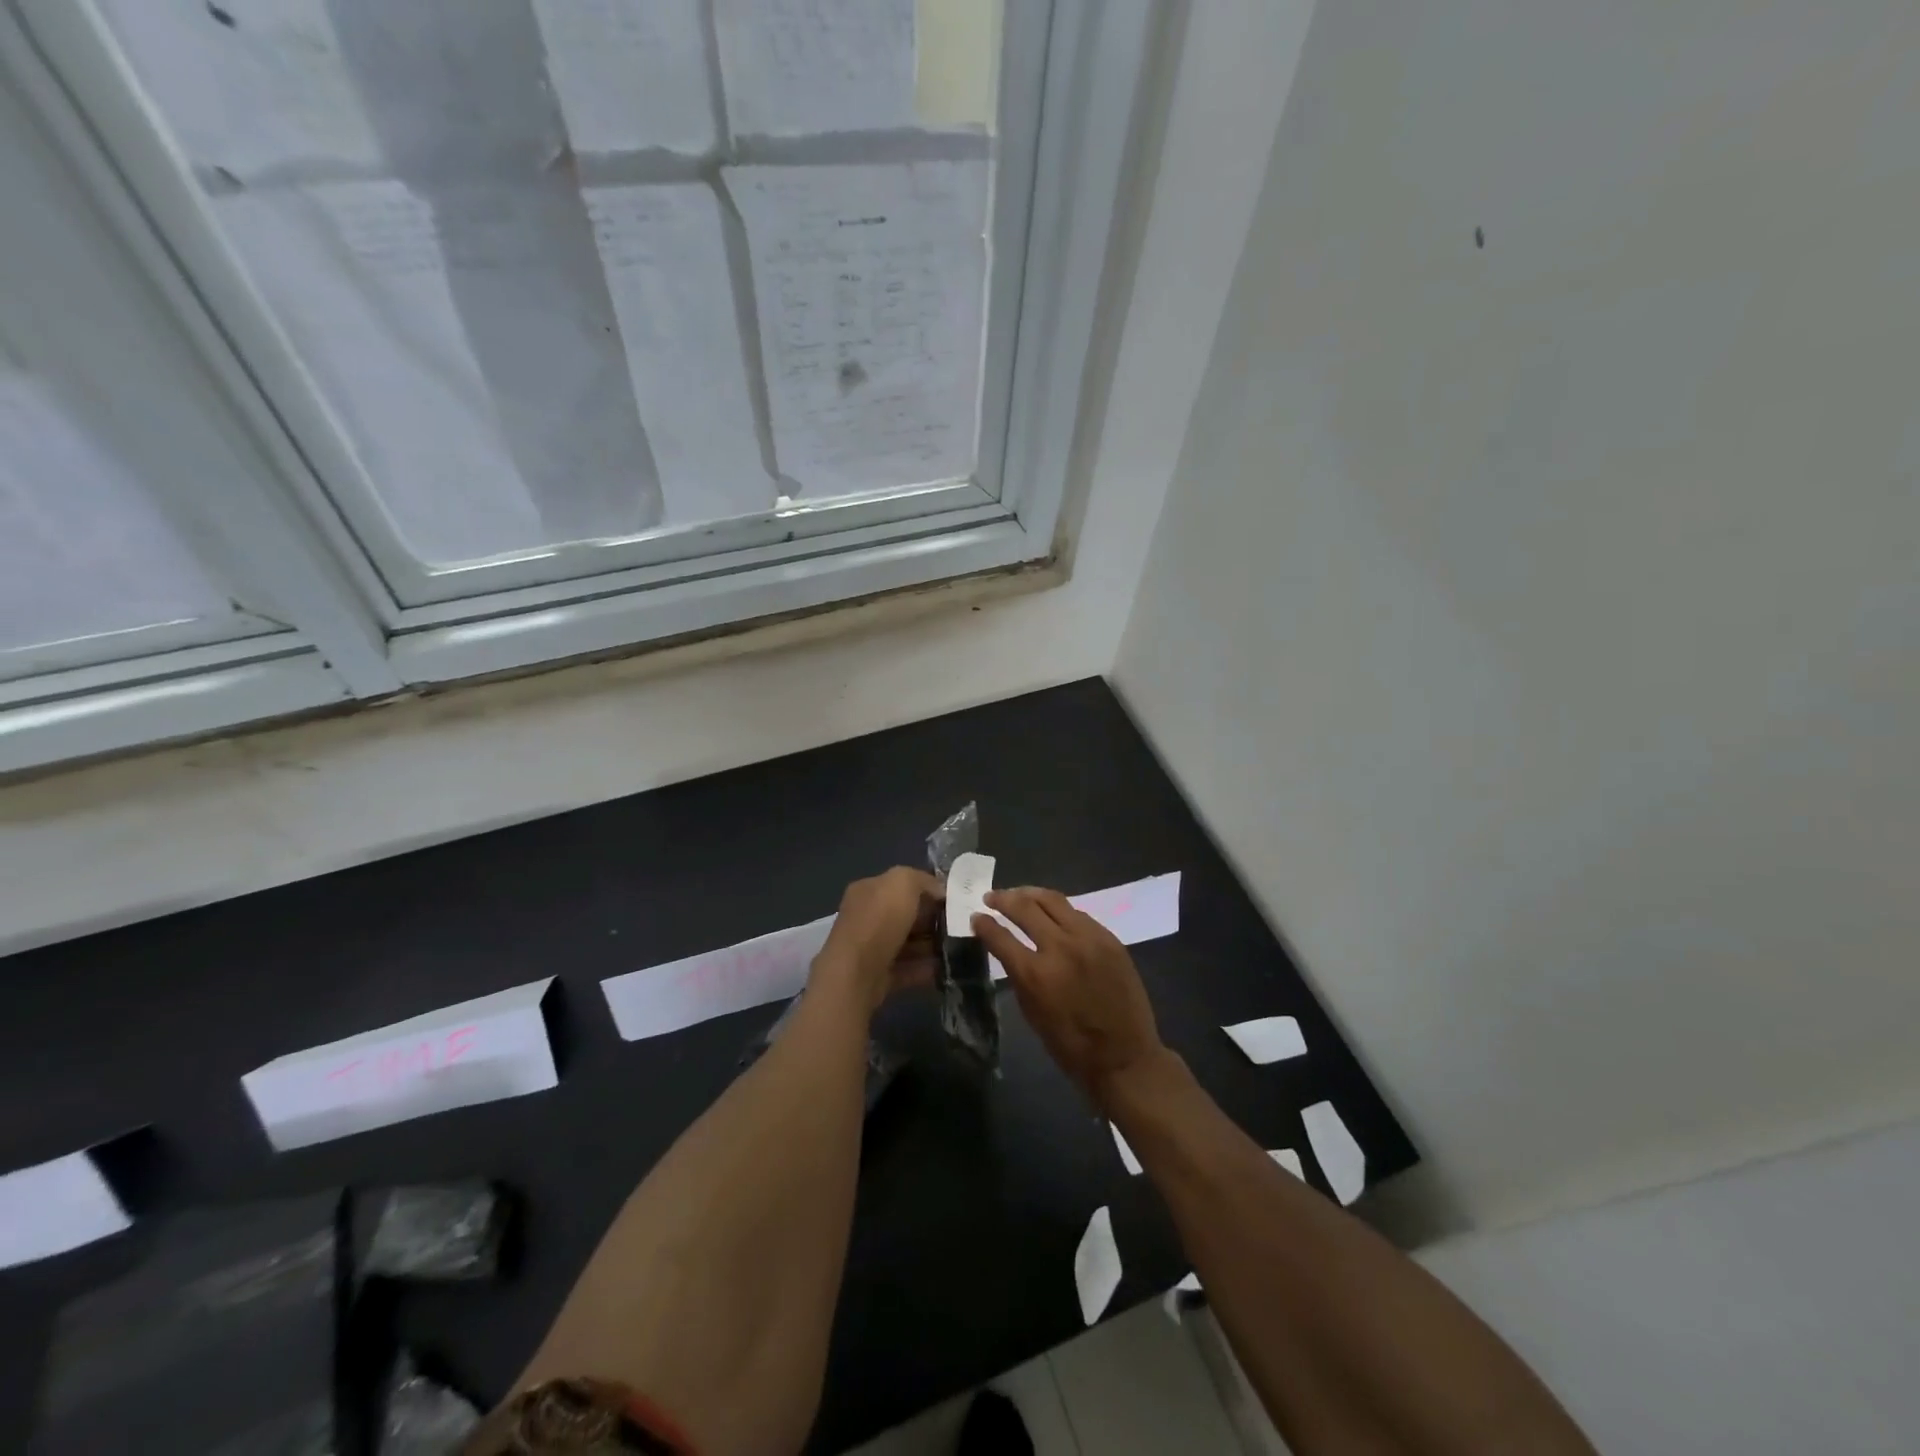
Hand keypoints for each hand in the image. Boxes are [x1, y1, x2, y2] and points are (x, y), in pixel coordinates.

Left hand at [811, 867, 943, 1014]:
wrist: (856, 974)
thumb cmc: (879, 921)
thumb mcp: (903, 882)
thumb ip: (922, 880)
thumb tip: (938, 892)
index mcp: (868, 890)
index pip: (900, 885)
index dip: (927, 890)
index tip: (951, 900)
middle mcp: (866, 917)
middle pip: (905, 915)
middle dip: (931, 920)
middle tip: (957, 926)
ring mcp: (870, 948)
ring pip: (907, 943)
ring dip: (930, 946)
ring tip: (956, 948)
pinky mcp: (877, 976)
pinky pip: (907, 969)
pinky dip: (925, 969)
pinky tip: (945, 968)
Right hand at [973, 887, 1166, 1102]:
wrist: (1125, 1056)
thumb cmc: (1071, 1045)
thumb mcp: (1032, 1013)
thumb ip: (1018, 975)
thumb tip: (1007, 949)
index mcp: (1035, 974)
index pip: (1000, 936)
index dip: (983, 924)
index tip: (976, 916)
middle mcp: (1061, 947)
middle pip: (1025, 907)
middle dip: (1003, 899)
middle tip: (992, 897)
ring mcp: (1088, 938)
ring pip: (1053, 900)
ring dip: (1030, 894)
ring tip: (1019, 895)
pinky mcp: (1109, 938)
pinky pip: (1078, 914)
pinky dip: (1059, 910)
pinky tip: (1051, 913)